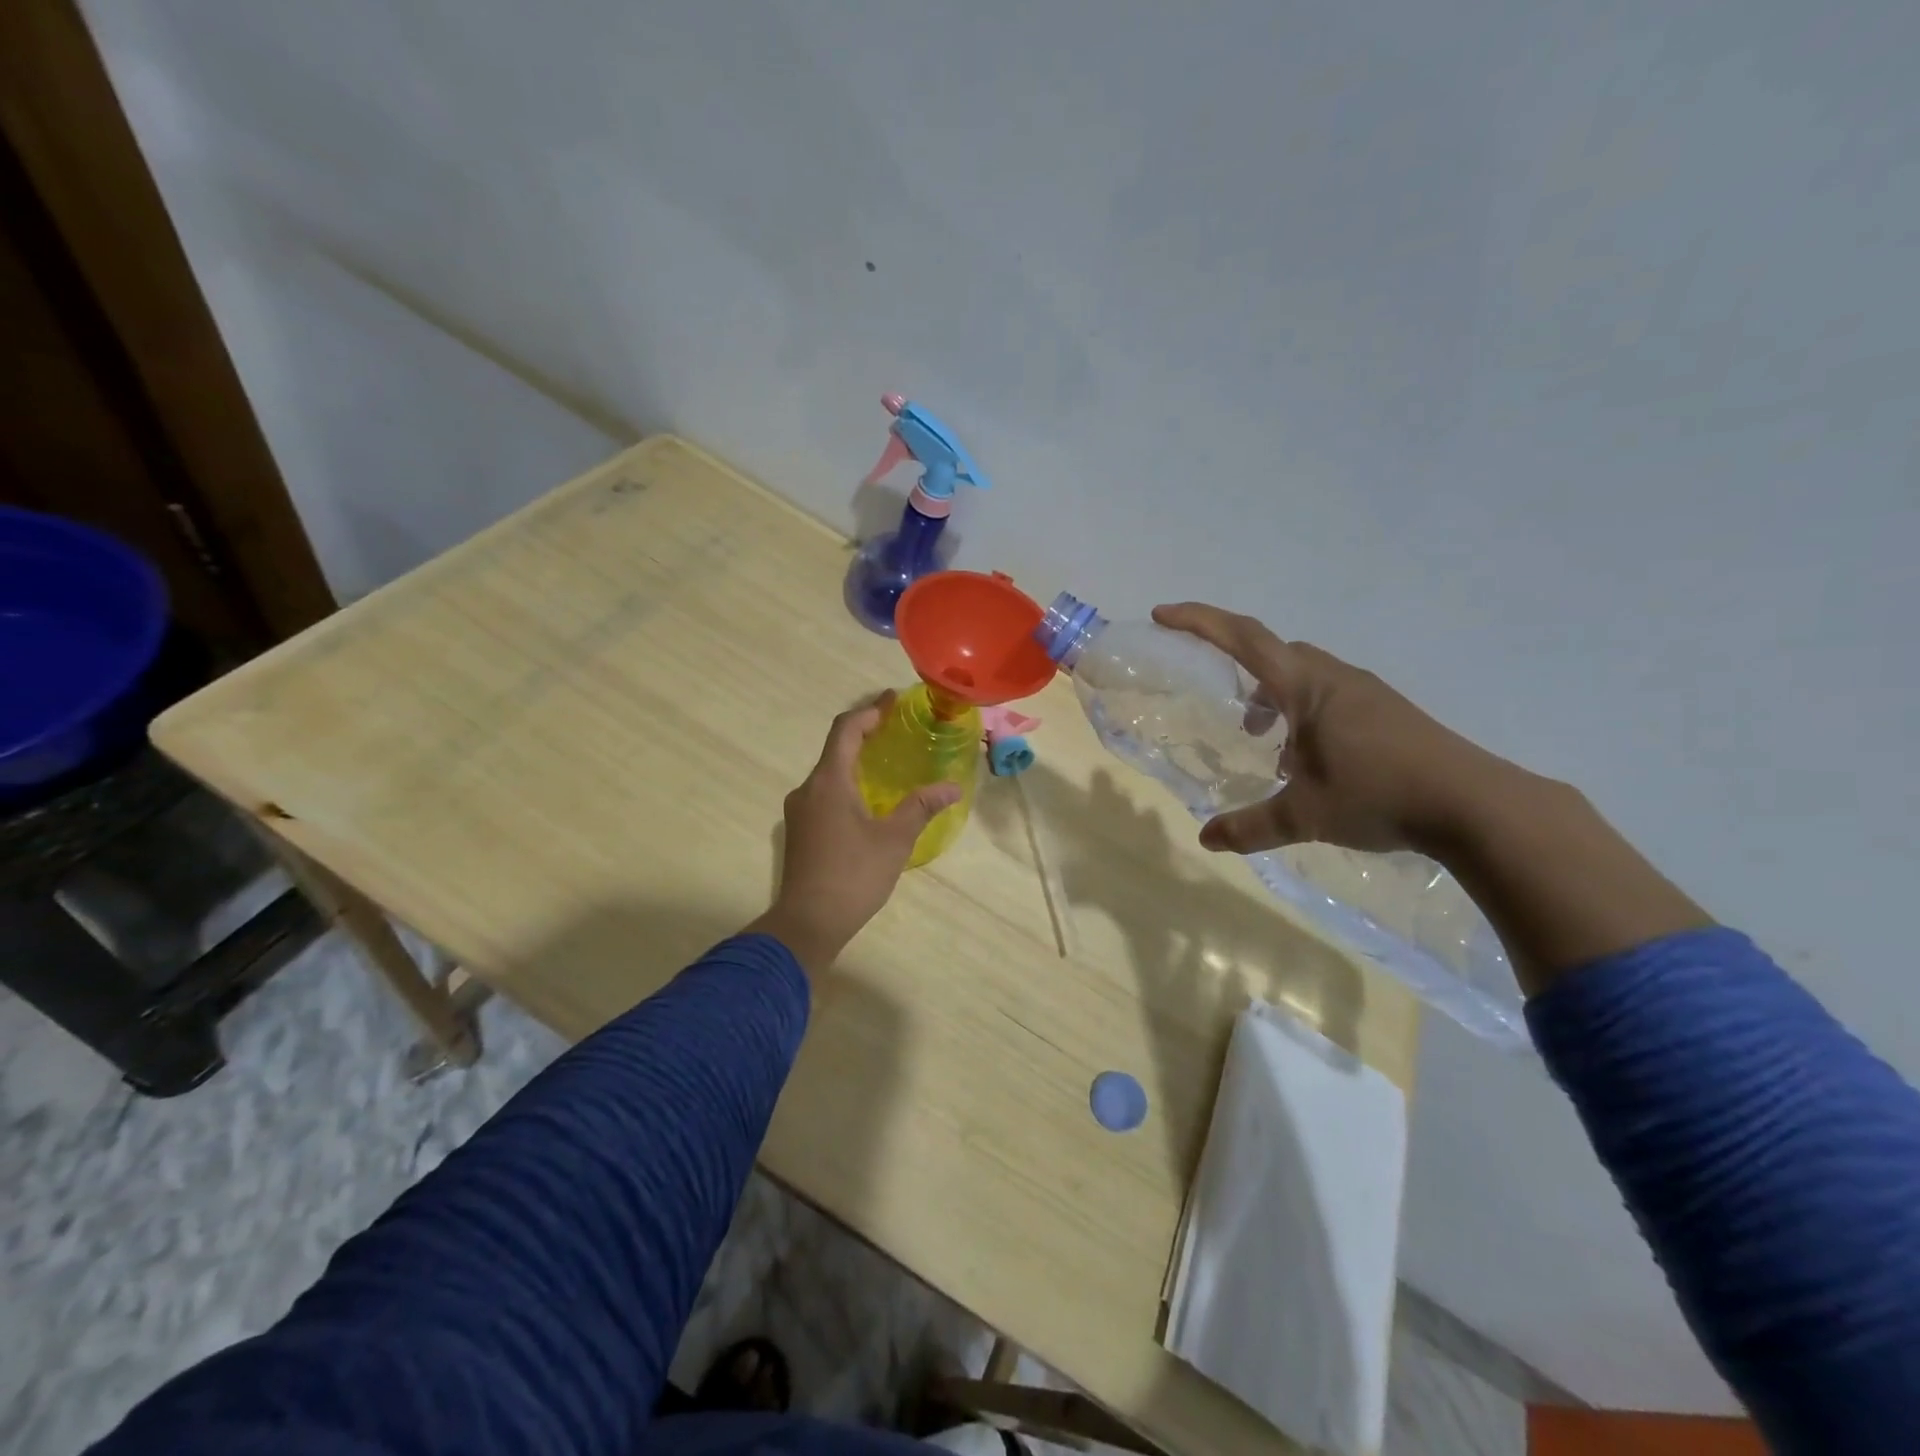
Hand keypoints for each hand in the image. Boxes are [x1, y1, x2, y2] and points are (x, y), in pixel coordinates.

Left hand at [747, 696, 961, 975]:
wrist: (807, 923)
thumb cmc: (853, 875)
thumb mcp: (895, 840)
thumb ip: (921, 807)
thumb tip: (952, 787)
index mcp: (828, 782)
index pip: (845, 729)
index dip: (870, 710)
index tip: (893, 700)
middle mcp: (808, 789)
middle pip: (835, 748)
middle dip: (865, 734)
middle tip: (896, 729)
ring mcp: (799, 811)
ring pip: (829, 774)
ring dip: (855, 761)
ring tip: (886, 763)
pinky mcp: (800, 832)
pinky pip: (825, 794)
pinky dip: (847, 784)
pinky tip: (868, 800)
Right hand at [1152, 603, 1510, 856]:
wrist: (1476, 805)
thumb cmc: (1379, 796)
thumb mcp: (1305, 815)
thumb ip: (1250, 826)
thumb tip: (1206, 839)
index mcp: (1306, 688)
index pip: (1243, 639)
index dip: (1199, 622)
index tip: (1163, 614)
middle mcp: (1334, 678)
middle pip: (1272, 650)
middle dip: (1235, 663)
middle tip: (1216, 695)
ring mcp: (1365, 692)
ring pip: (1302, 674)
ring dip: (1271, 693)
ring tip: (1259, 737)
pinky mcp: (1385, 711)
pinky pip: (1326, 694)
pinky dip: (1300, 711)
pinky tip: (1303, 757)